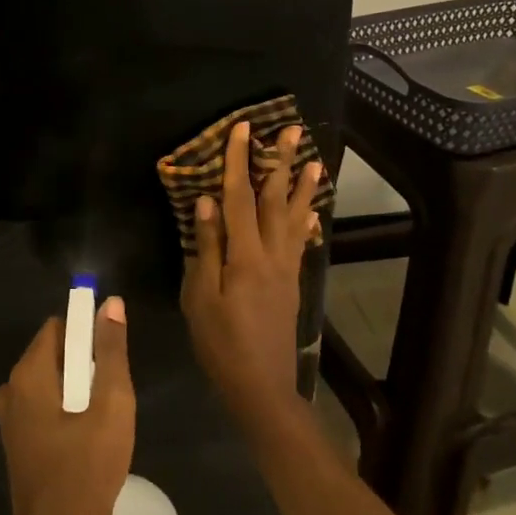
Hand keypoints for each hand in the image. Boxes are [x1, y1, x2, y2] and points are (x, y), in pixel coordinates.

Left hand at [0, 298, 134, 514]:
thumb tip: (109, 303)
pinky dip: (66, 410)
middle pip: (54, 354)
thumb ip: (111, 351)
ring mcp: (10, 419)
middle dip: (85, 364)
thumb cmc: (88, 469)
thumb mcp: (111, 404)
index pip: (59, 327)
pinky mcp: (16, 443)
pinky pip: (44, 406)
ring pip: (51, 382)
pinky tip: (88, 437)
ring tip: (103, 417)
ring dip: (78, 390)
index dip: (88, 333)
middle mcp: (11, 389)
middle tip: (111, 395)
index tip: (111, 358)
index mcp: (28, 374)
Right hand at [181, 121, 321, 427]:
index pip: (239, 198)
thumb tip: (207, 202)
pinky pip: (301, 241)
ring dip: (303, 186)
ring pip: (295, 217)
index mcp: (245, 256)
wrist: (261, 385)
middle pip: (276, 200)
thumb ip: (206, 248)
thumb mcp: (200, 297)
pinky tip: (313, 210)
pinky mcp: (292, 281)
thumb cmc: (221, 343)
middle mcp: (271, 254)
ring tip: (314, 160)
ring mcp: (286, 267)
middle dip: (281, 162)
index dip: (238, 162)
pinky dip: (307, 220)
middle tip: (293, 130)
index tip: (242, 129)